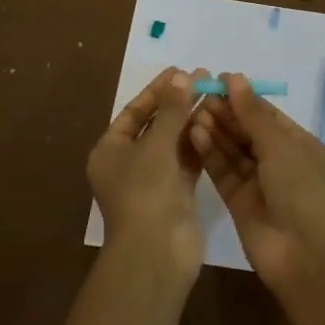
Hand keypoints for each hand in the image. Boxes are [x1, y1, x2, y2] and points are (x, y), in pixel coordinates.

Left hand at [87, 67, 206, 280]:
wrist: (156, 254)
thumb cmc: (145, 193)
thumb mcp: (156, 145)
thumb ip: (172, 110)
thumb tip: (183, 76)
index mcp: (110, 151)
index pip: (134, 112)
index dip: (157, 90)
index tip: (180, 70)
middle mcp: (128, 164)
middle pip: (155, 125)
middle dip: (178, 102)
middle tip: (204, 78)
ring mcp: (153, 181)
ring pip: (173, 142)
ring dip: (191, 120)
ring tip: (214, 94)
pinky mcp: (176, 194)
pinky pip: (187, 161)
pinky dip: (198, 143)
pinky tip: (215, 122)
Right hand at [189, 72, 324, 299]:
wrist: (303, 255)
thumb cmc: (300, 189)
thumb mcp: (279, 144)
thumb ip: (252, 112)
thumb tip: (234, 77)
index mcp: (298, 145)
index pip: (266, 115)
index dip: (243, 97)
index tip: (217, 80)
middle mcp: (279, 162)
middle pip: (247, 131)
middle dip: (226, 113)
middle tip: (200, 94)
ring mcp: (258, 183)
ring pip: (233, 150)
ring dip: (215, 130)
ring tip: (193, 111)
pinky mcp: (238, 202)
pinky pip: (223, 171)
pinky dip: (210, 153)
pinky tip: (194, 133)